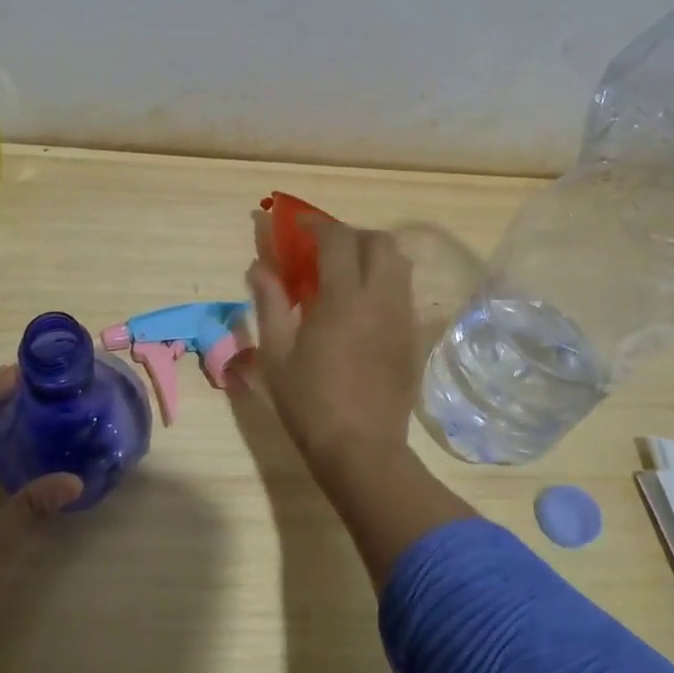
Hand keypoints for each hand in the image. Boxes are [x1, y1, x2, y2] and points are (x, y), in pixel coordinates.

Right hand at [246, 214, 421, 474]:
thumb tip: (260, 267)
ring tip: (345, 275)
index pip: (337, 239)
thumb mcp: (276, 353)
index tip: (297, 225)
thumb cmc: (310, 402)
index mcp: (344, 298)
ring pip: (399, 263)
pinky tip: (362, 307)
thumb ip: (269, 302)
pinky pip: (403, 292)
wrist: (361, 448)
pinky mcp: (413, 337)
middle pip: (380, 241)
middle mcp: (381, 298)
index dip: (316, 224)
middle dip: (351, 235)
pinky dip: (384, 282)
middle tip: (324, 250)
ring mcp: (402, 317)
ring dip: (372, 255)